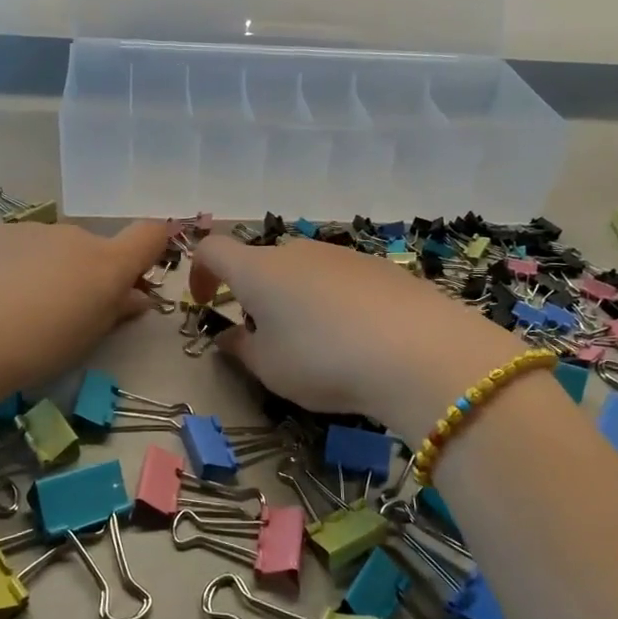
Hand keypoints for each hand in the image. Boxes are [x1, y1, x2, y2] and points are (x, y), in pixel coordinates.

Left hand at [0, 220, 170, 398]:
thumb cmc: (35, 348)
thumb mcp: (87, 339)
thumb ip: (115, 312)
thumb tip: (136, 297)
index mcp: (106, 263)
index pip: (149, 235)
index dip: (153, 246)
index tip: (140, 272)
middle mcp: (73, 236)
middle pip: (93, 249)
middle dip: (88, 274)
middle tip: (65, 314)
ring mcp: (30, 230)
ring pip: (52, 247)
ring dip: (48, 269)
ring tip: (16, 310)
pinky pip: (16, 247)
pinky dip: (13, 265)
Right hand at [191, 236, 519, 437]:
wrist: (418, 351)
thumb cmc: (323, 359)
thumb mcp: (270, 368)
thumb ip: (241, 349)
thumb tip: (229, 336)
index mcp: (258, 269)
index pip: (212, 249)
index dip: (199, 273)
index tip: (206, 304)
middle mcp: (296, 251)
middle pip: (262, 263)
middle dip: (255, 296)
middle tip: (267, 340)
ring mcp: (341, 255)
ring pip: (303, 272)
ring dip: (295, 300)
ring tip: (316, 346)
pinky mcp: (380, 267)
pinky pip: (340, 280)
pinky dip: (334, 302)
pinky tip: (357, 339)